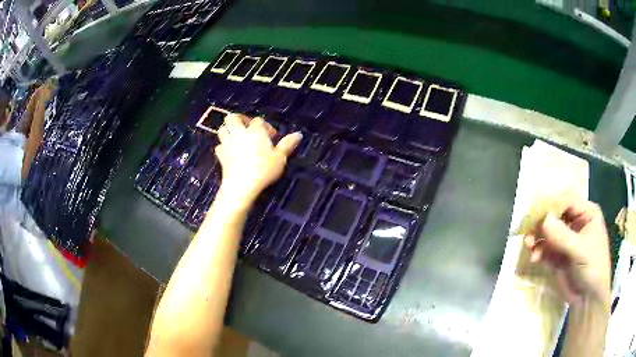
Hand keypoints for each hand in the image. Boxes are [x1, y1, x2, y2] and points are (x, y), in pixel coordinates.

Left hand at [214, 114, 301, 205]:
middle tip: (247, 128)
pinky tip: (229, 151)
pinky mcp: (220, 156)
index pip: (258, 120)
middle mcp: (239, 133)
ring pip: (222, 129)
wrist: (241, 185)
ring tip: (237, 137)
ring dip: (229, 130)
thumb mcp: (280, 158)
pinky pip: (219, 146)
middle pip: (233, 118)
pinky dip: (223, 146)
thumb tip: (298, 134)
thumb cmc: (263, 170)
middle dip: (239, 119)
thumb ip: (287, 144)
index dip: (265, 126)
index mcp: (255, 131)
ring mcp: (227, 144)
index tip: (271, 137)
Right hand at [524, 198, 610, 305]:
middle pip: (556, 215)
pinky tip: (535, 258)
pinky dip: (538, 251)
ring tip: (528, 245)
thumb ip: (563, 236)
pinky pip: (546, 248)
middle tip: (528, 231)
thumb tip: (543, 221)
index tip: (536, 214)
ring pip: (548, 232)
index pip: (567, 201)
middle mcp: (576, 223)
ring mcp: (567, 240)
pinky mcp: (559, 256)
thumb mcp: (581, 251)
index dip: (552, 205)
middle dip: (541, 223)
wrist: (588, 299)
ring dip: (537, 237)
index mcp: (587, 214)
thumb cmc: (593, 268)